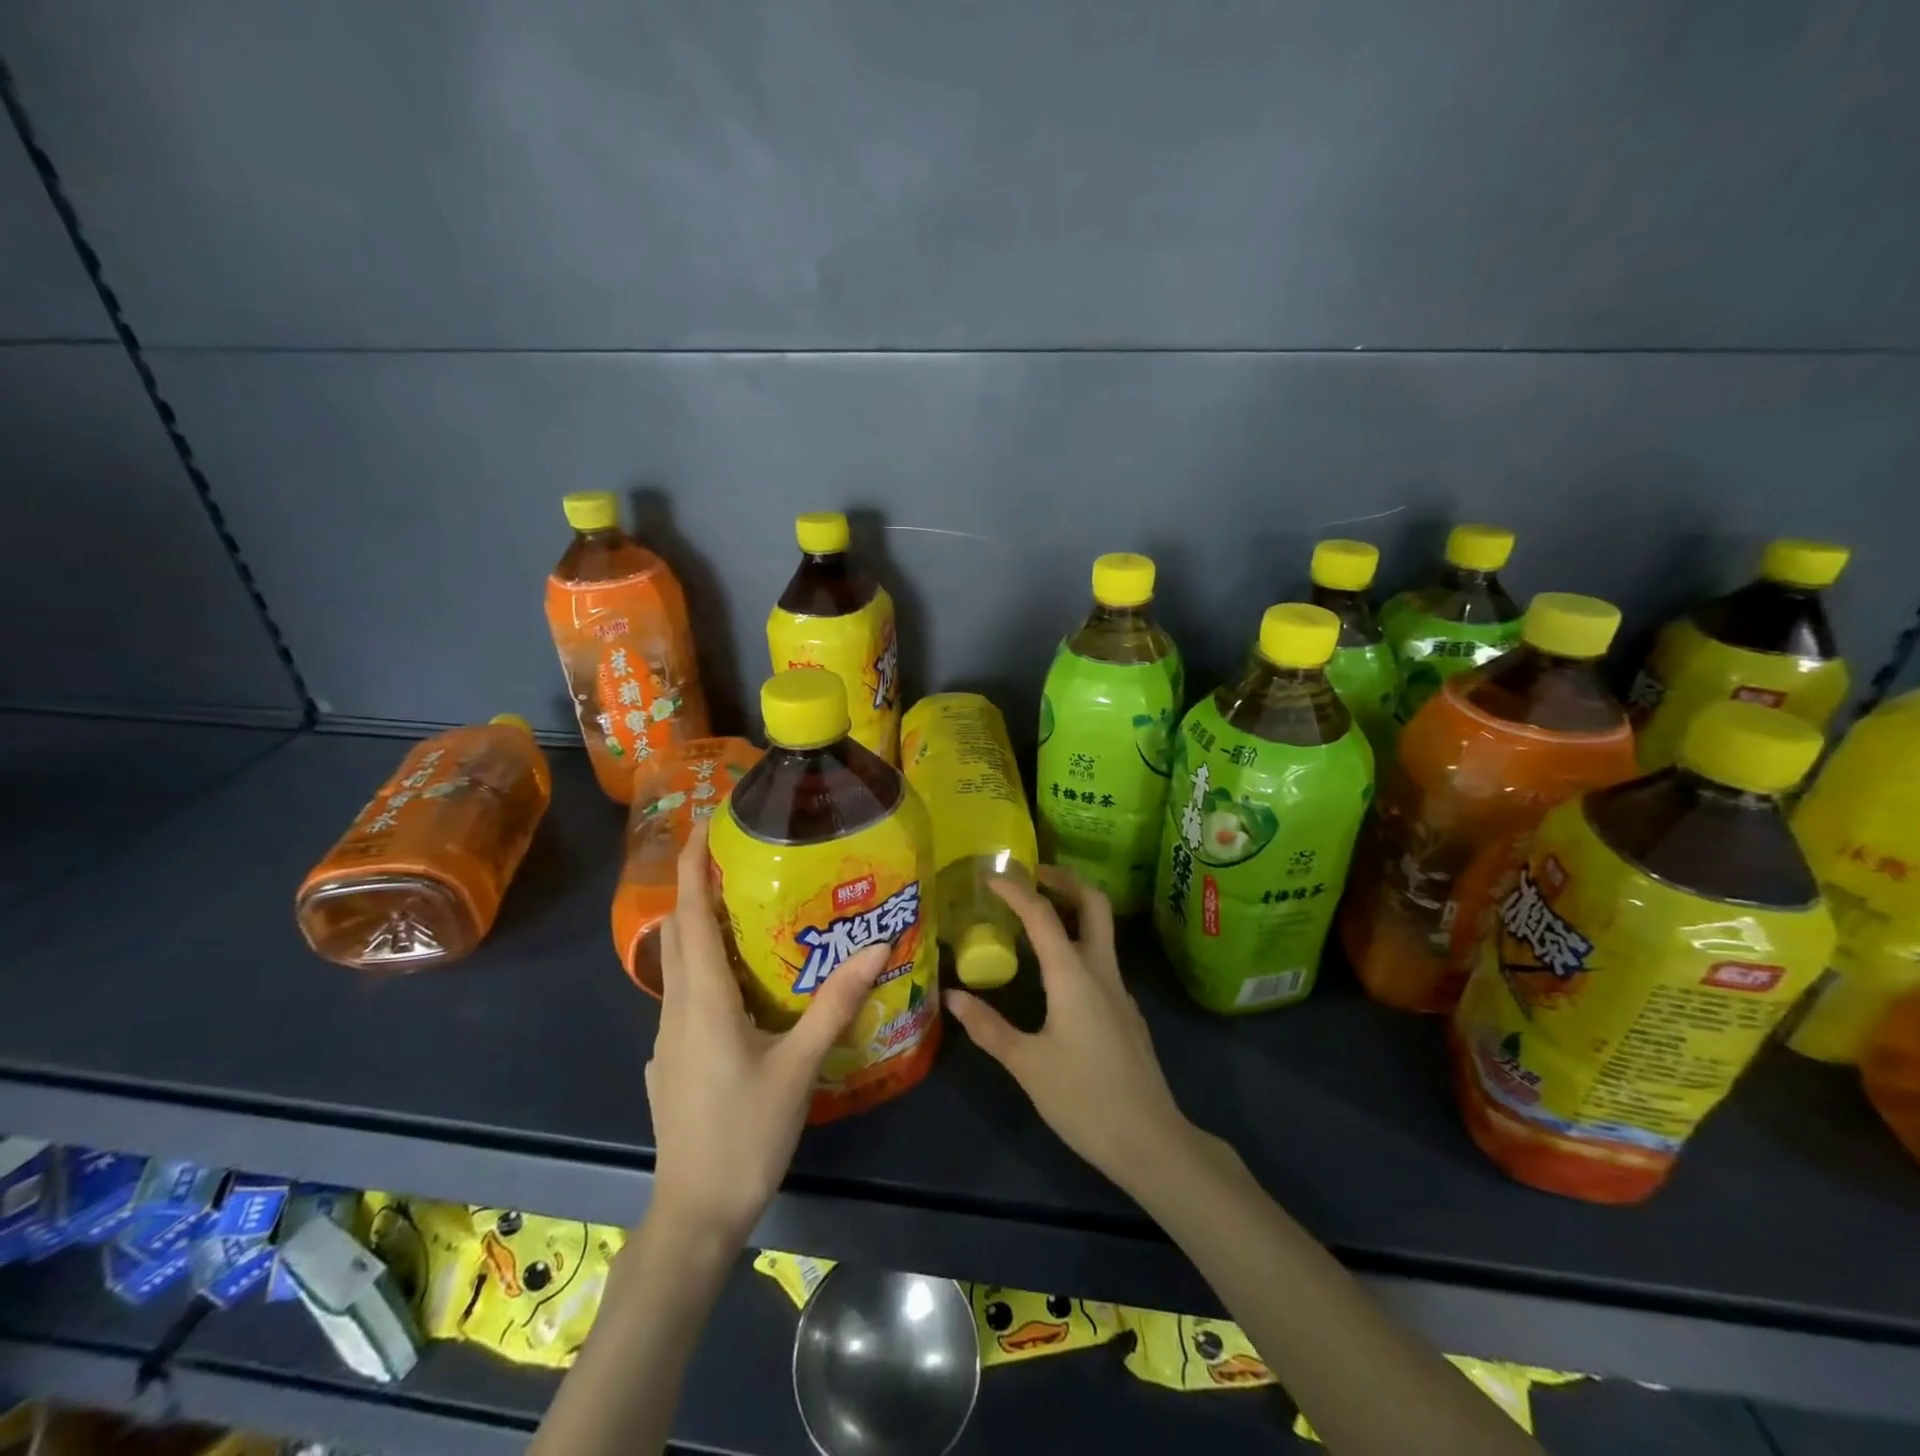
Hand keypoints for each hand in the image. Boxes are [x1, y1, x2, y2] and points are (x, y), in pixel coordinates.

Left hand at [644, 818, 890, 1242]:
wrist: (695, 1213)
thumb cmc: (747, 1134)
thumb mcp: (800, 1066)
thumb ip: (837, 1003)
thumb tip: (877, 946)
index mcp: (703, 1000)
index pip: (690, 916)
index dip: (693, 866)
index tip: (704, 824)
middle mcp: (676, 1009)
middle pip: (679, 933)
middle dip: (698, 888)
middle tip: (736, 857)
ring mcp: (667, 1038)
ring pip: (679, 966)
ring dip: (702, 928)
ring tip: (744, 909)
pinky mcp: (670, 1061)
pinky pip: (685, 997)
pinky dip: (705, 969)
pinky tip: (739, 985)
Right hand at [946, 866, 1199, 1192]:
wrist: (1150, 1140)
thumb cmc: (1083, 1099)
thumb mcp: (1026, 1064)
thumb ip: (987, 1026)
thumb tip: (951, 997)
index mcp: (1073, 975)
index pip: (1043, 915)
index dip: (1016, 890)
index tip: (991, 876)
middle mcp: (1102, 971)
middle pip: (1094, 904)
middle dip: (1065, 880)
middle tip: (1033, 875)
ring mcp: (1120, 991)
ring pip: (1102, 931)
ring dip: (1073, 911)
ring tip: (1036, 917)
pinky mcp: (1126, 1012)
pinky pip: (1102, 960)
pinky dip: (1078, 944)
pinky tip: (1056, 973)